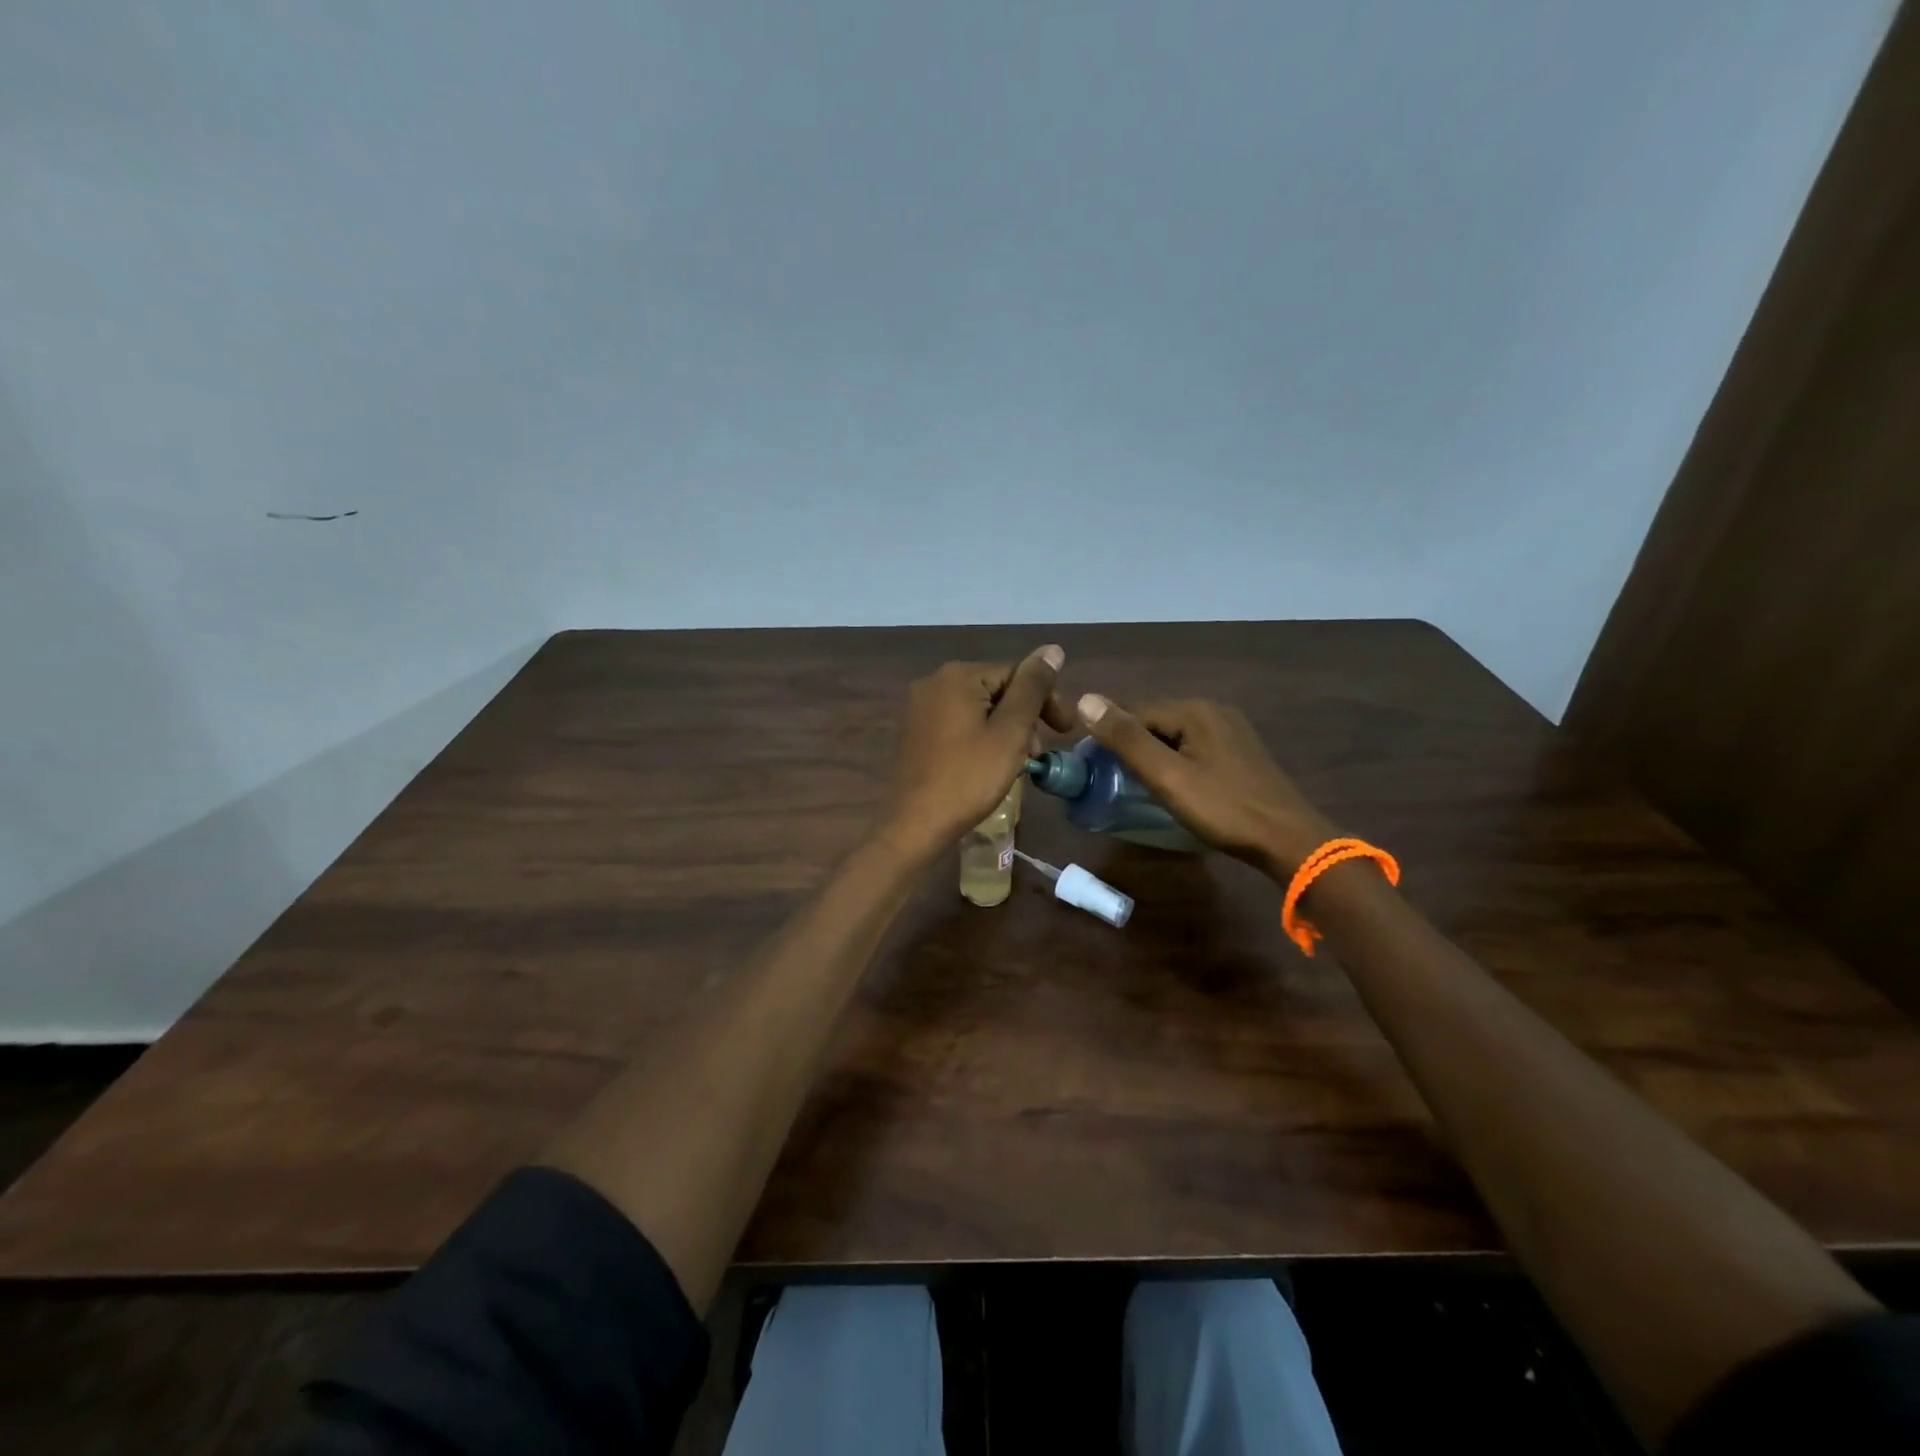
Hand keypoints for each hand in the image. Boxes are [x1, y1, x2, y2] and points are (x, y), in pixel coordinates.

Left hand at [878, 648, 1073, 856]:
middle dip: (1025, 718)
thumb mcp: (1010, 731)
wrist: (914, 824)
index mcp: (958, 676)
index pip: (1017, 674)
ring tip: (1020, 763)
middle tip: (1041, 754)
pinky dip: (981, 738)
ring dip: (1005, 731)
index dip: (1046, 701)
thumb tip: (1052, 649)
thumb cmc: (969, 778)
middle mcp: (934, 682)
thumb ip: (1033, 688)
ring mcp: (920, 708)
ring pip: (978, 709)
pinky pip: (958, 724)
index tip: (1065, 732)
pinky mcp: (915, 732)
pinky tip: (990, 764)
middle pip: (996, 690)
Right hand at [1075, 694, 1338, 877]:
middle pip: (1155, 721)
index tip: (1090, 765)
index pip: (1135, 711)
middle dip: (1129, 744)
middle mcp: (1213, 711)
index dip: (1109, 735)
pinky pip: (1193, 747)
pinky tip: (1170, 784)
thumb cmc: (1223, 808)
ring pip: (1174, 735)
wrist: (1287, 840)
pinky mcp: (1239, 752)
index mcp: (1194, 710)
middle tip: (1108, 778)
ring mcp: (1230, 731)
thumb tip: (1085, 699)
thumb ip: (1126, 739)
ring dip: (1151, 754)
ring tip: (1133, 783)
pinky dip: (1174, 760)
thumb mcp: (1167, 776)